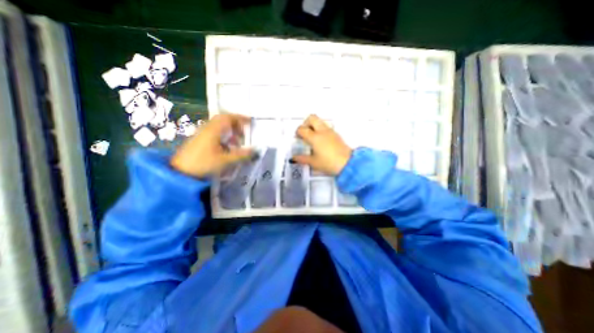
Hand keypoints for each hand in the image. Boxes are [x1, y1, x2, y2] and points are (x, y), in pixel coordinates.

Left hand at [172, 113, 254, 177]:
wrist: (180, 172)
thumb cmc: (203, 163)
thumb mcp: (225, 160)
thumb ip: (241, 155)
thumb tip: (255, 151)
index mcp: (213, 130)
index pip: (228, 118)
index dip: (240, 118)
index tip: (250, 122)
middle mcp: (207, 128)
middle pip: (223, 120)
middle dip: (236, 125)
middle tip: (244, 134)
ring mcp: (201, 134)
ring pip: (219, 127)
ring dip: (230, 132)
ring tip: (237, 143)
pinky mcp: (199, 140)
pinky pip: (214, 133)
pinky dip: (224, 137)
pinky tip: (227, 148)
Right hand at [293, 114, 351, 174]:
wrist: (347, 164)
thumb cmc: (328, 163)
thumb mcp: (313, 162)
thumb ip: (302, 159)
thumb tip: (293, 158)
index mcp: (314, 137)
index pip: (302, 129)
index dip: (297, 132)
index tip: (298, 138)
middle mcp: (322, 131)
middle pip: (312, 118)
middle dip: (305, 123)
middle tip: (304, 132)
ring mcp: (331, 131)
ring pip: (320, 121)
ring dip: (314, 126)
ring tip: (312, 137)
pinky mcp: (336, 134)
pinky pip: (326, 127)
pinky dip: (320, 130)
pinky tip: (321, 141)